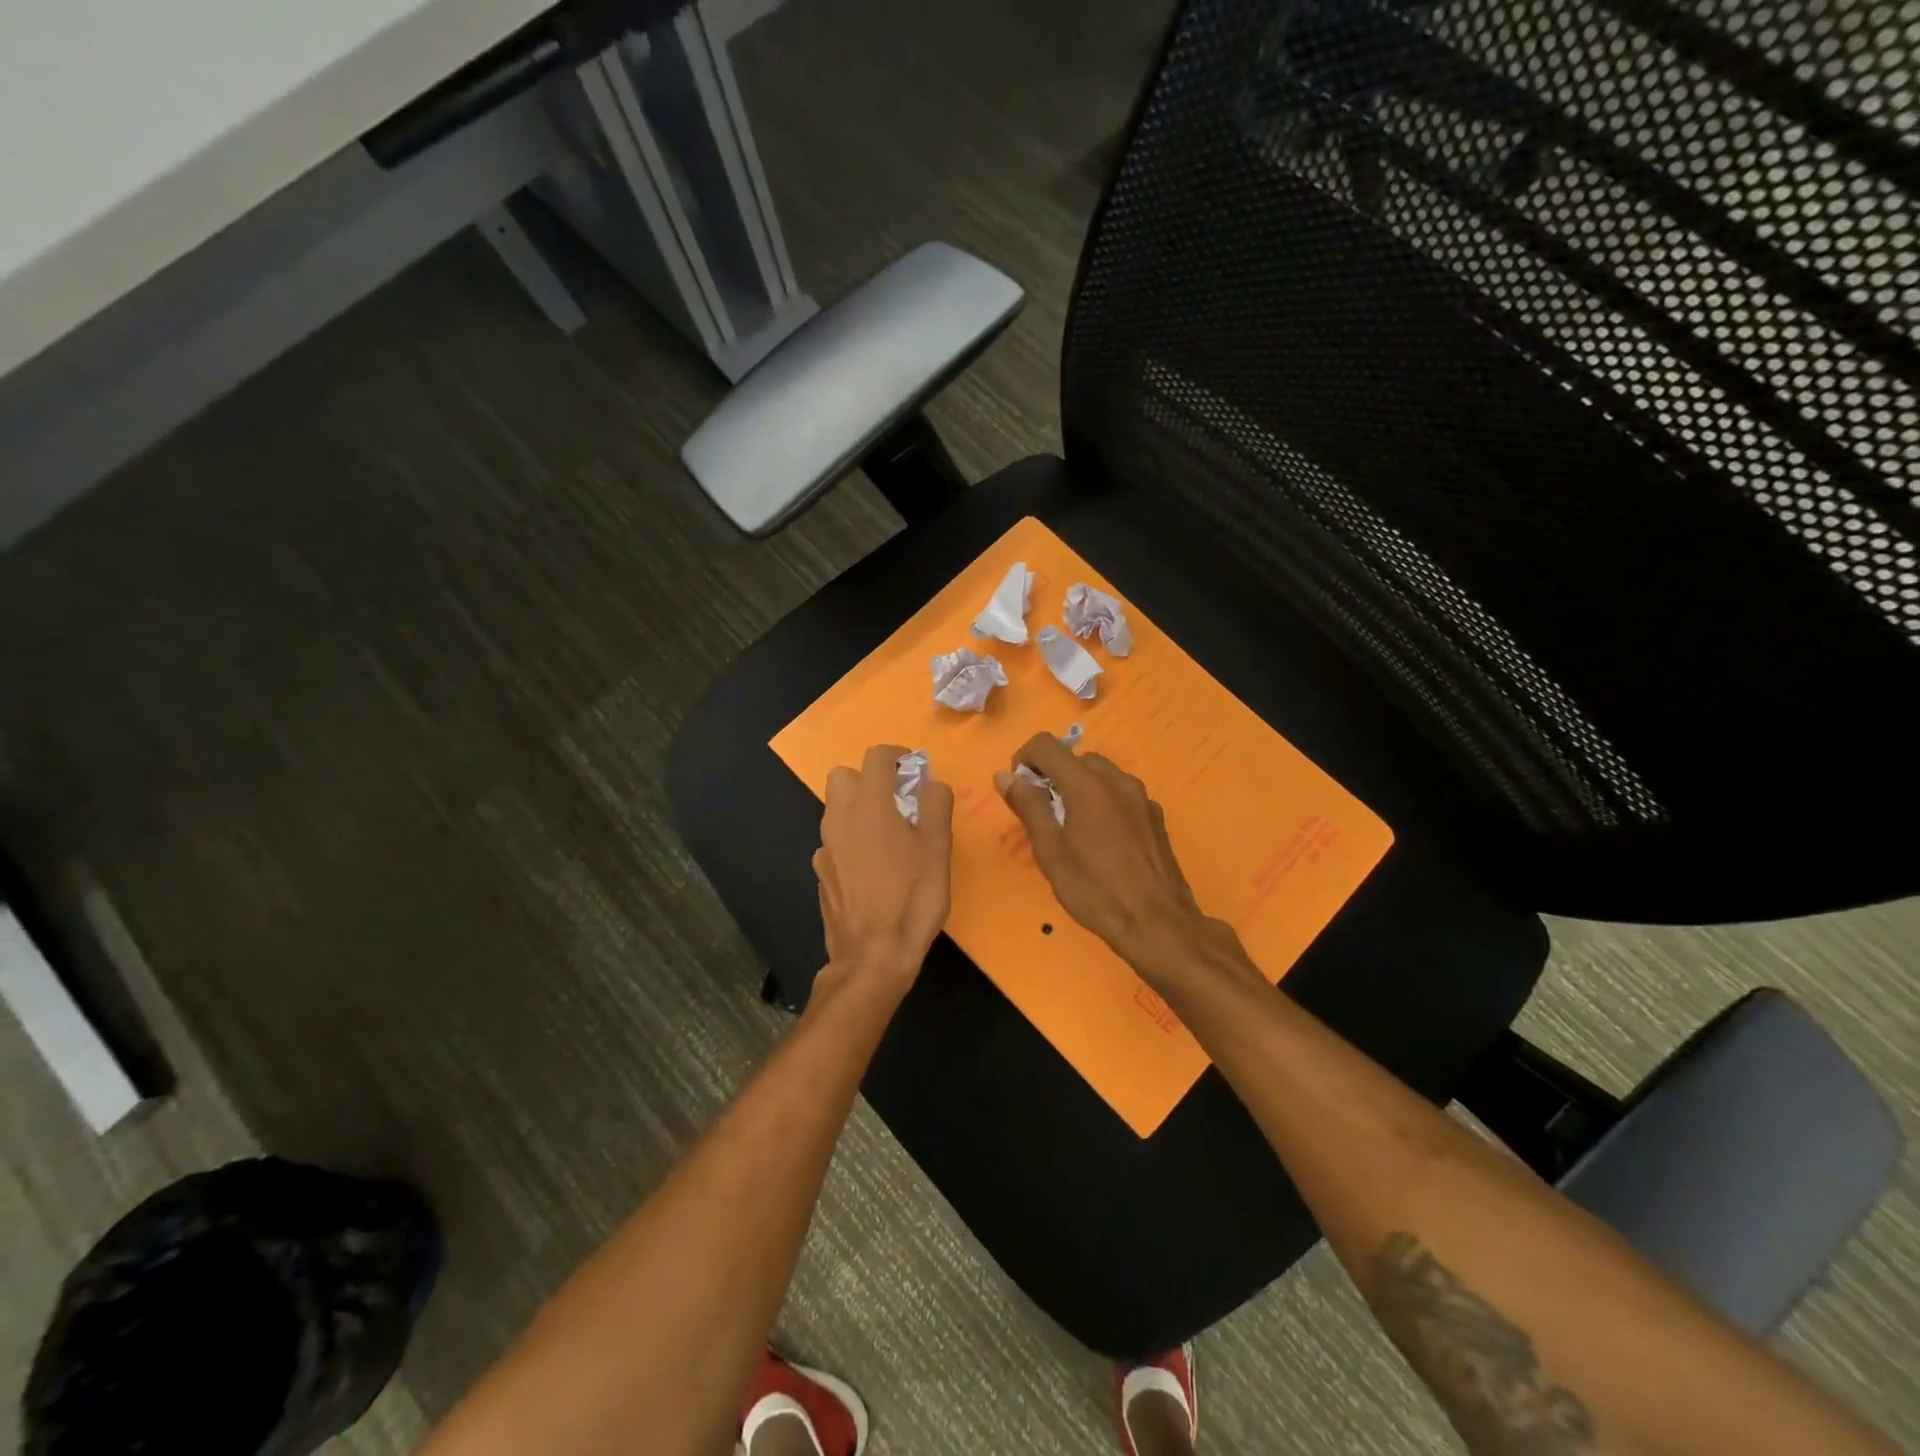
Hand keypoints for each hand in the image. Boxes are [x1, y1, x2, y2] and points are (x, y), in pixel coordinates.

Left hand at [813, 744, 953, 997]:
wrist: (873, 955)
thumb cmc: (913, 898)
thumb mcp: (938, 849)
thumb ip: (935, 806)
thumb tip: (930, 782)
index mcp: (869, 805)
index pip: (876, 757)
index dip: (898, 755)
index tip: (914, 770)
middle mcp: (839, 818)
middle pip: (843, 776)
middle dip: (868, 779)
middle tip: (897, 801)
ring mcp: (825, 847)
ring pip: (836, 809)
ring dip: (859, 809)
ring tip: (889, 836)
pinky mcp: (821, 873)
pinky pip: (835, 841)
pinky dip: (851, 841)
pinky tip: (872, 868)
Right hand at [995, 734, 1226, 972]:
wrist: (1157, 923)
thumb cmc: (1095, 889)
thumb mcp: (1051, 851)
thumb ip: (1028, 806)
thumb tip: (1006, 775)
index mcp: (1087, 784)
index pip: (1046, 744)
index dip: (1025, 759)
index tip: (1020, 790)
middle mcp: (1117, 780)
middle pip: (1075, 757)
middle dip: (1053, 776)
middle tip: (1044, 815)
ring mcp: (1141, 797)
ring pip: (1100, 774)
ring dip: (1078, 788)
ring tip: (1072, 829)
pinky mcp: (1155, 816)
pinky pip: (1120, 794)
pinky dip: (1103, 802)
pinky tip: (1103, 841)